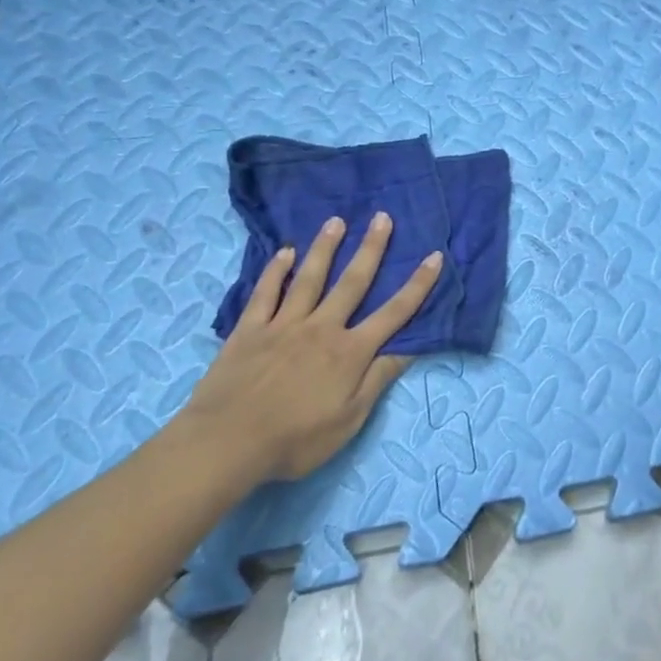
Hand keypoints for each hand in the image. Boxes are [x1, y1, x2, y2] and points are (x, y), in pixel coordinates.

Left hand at [178, 214, 443, 485]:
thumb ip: (378, 380)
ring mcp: (283, 325)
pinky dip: (275, 271)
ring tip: (336, 221)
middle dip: (371, 249)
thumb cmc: (295, 439)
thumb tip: (410, 348)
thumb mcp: (349, 420)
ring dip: (324, 248)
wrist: (226, 443)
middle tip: (383, 217)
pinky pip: (265, 293)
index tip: (434, 257)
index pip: (394, 313)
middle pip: (352, 282)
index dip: (417, 285)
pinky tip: (284, 252)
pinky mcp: (250, 330)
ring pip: (309, 278)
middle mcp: (322, 328)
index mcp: (350, 352)